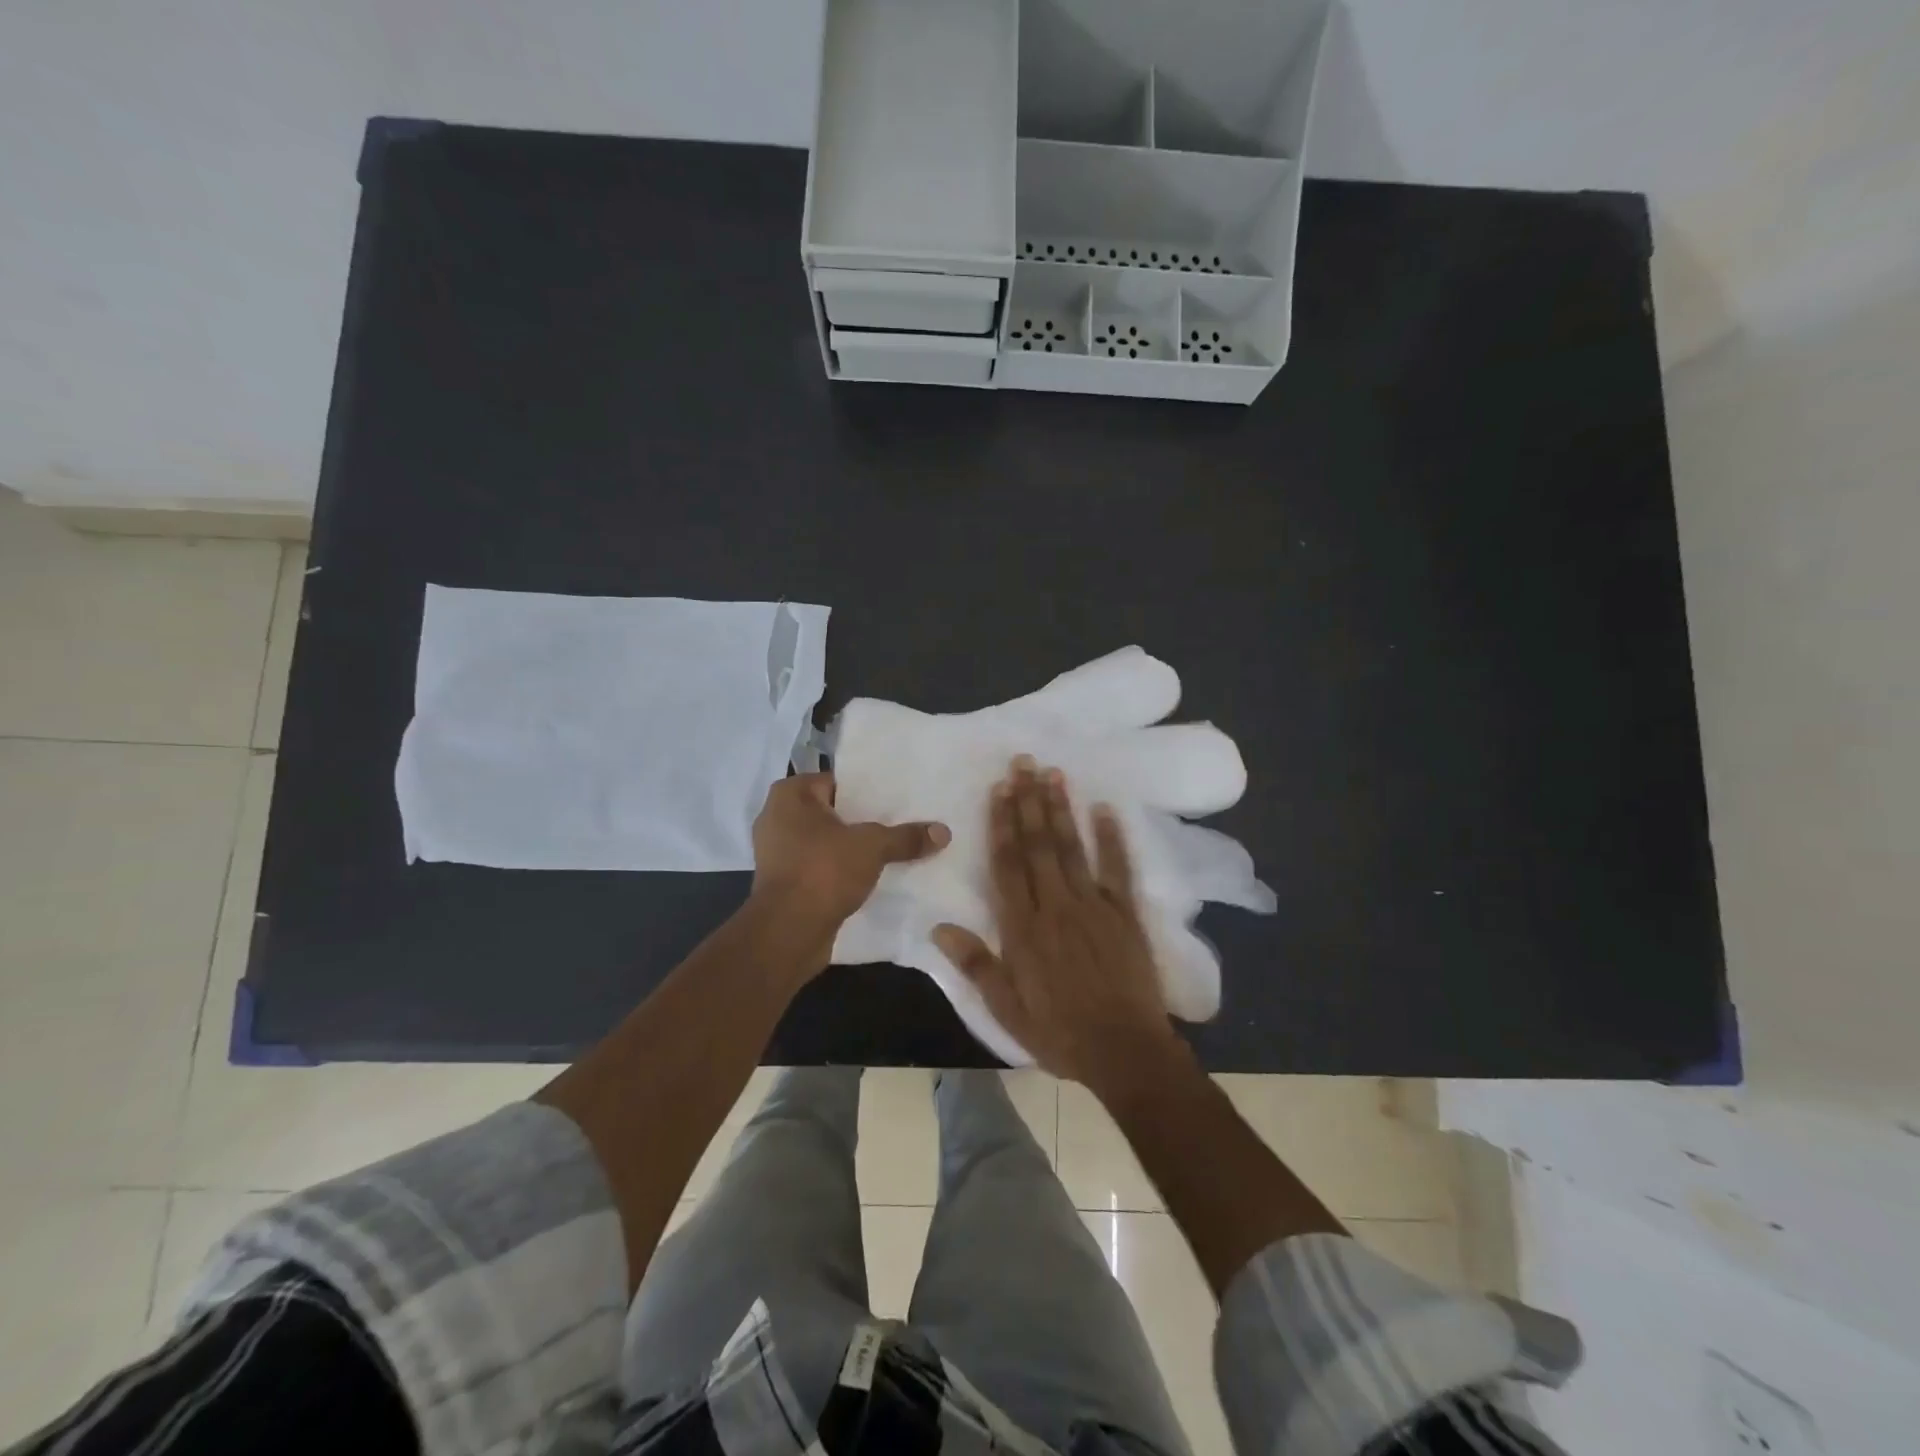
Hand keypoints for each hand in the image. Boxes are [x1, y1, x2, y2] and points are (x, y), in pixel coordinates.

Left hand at [750, 772, 949, 959]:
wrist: (787, 932)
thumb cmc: (823, 871)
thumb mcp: (872, 847)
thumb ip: (906, 837)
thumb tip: (943, 831)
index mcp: (790, 795)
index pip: (837, 782)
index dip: (868, 791)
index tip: (897, 800)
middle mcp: (777, 817)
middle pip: (833, 812)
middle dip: (863, 821)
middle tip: (901, 823)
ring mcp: (777, 853)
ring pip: (826, 842)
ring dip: (852, 848)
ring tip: (892, 850)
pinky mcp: (783, 882)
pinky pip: (820, 866)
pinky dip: (841, 870)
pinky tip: (872, 876)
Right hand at [933, 758, 1184, 1092]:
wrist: (1125, 1051)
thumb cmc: (1060, 1033)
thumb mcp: (1007, 1010)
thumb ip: (976, 965)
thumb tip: (939, 927)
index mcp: (1023, 929)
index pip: (1008, 865)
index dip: (1002, 824)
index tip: (999, 789)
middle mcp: (1056, 907)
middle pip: (1039, 845)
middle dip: (1029, 802)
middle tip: (1024, 763)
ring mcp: (1094, 906)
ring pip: (1073, 848)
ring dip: (1062, 809)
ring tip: (1054, 773)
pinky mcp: (1125, 914)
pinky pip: (1118, 869)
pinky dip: (1113, 838)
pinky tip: (1106, 808)